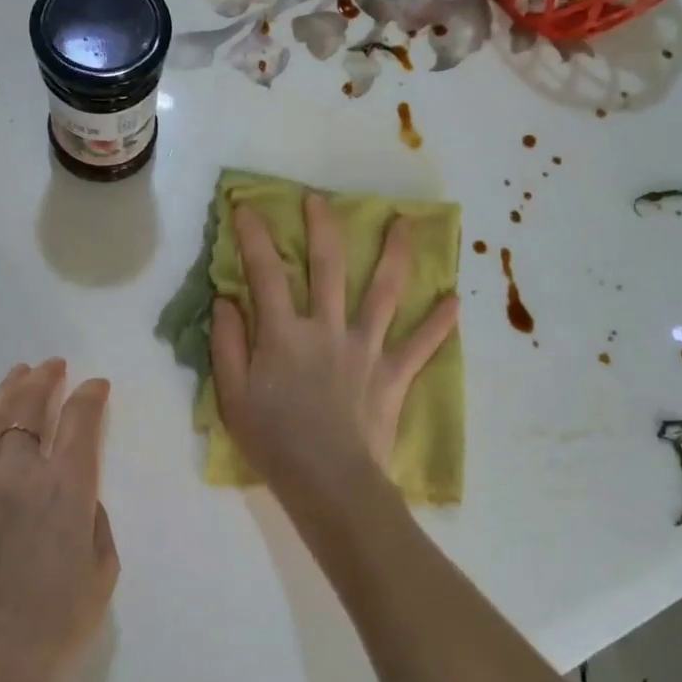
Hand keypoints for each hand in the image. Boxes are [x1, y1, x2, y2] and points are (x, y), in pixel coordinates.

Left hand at [0, 361, 119, 681]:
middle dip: (46, 381)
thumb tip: (78, 493)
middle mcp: (22, 476)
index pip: (79, 422)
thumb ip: (94, 517)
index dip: (90, 396)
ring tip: (23, 372)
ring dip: (12, 390)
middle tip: (56, 366)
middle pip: (32, 410)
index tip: (97, 386)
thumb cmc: (60, 620)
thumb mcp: (103, 568)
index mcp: (66, 491)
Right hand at [211, 194, 458, 492]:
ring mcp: (366, 348)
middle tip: (320, 199)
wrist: (329, 482)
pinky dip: (439, 324)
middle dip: (322, 226)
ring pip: (383, 292)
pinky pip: (421, 345)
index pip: (266, 272)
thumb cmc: (274, 440)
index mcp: (284, 333)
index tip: (246, 207)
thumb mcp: (232, 395)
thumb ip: (227, 343)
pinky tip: (456, 301)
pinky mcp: (393, 374)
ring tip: (407, 223)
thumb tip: (225, 300)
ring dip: (395, 254)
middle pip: (328, 266)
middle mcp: (327, 328)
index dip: (253, 237)